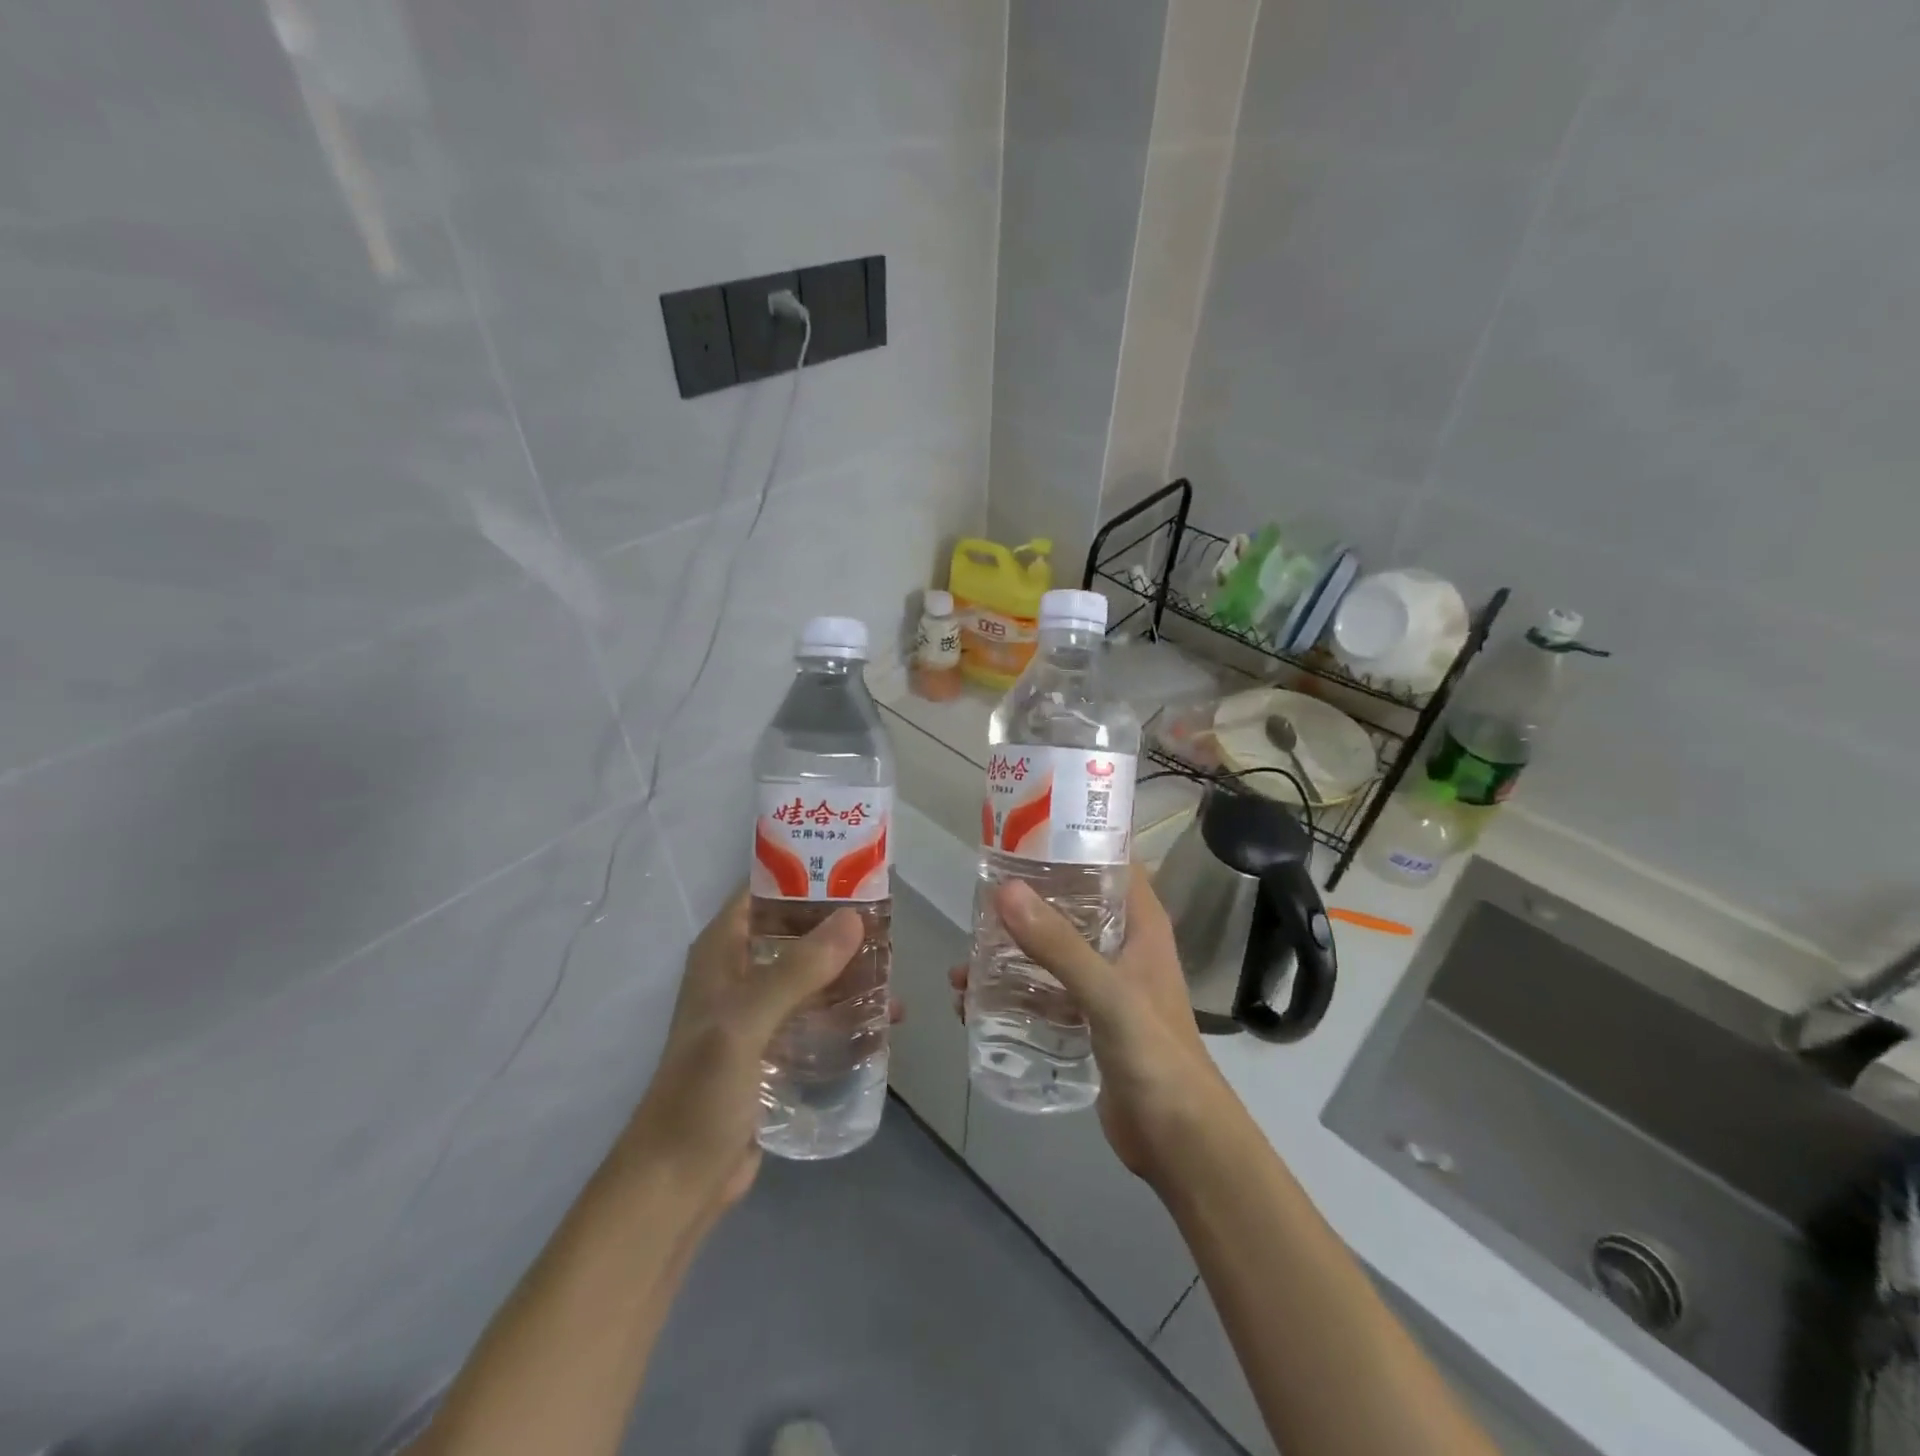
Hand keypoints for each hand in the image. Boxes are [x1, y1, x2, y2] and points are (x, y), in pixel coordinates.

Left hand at [619, 890, 880, 1215]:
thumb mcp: (746, 1023)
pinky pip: (818, 1014)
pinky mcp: (776, 1049)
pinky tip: (884, 1018)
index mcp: (722, 952)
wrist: (678, 1183)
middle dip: (839, 925)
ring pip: (811, 972)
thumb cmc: (701, 1093)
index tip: (855, 868)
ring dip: (850, 969)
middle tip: (889, 921)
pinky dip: (847, 1010)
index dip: (804, 873)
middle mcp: (740, 973)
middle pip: (795, 930)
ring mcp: (759, 1013)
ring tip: (896, 968)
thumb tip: (854, 919)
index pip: (762, 891)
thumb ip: (797, 971)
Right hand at [950, 870, 1229, 1184]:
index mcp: (1141, 925)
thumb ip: (1058, 945)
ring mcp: (1105, 986)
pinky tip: (975, 1006)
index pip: (1110, 863)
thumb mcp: (1106, 993)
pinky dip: (1014, 995)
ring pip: (1052, 953)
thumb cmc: (1155, 1054)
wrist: (1181, 1142)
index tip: (1022, 833)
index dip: (1072, 842)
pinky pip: (1045, 994)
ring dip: (1011, 955)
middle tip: (977, 899)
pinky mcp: (1088, 1021)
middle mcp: (1123, 947)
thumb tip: (1004, 890)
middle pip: (1071, 907)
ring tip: (962, 965)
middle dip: (1026, 903)